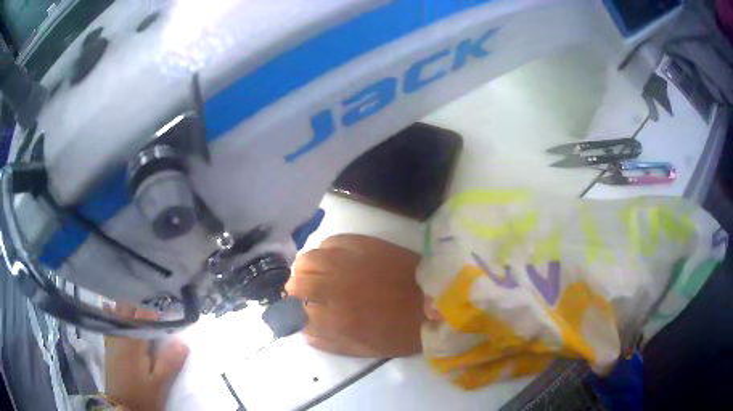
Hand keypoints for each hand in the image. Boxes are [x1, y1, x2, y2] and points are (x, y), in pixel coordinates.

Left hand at [104, 303, 188, 410]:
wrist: (122, 406)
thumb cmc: (142, 395)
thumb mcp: (160, 383)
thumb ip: (170, 362)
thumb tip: (182, 341)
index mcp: (132, 340)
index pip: (144, 314)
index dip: (157, 313)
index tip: (169, 317)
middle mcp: (119, 334)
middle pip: (127, 308)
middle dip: (141, 307)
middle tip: (156, 316)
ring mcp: (112, 338)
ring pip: (118, 312)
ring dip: (131, 311)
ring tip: (144, 318)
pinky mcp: (109, 346)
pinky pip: (114, 322)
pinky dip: (122, 318)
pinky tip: (129, 325)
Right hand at [286, 234, 424, 356]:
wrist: (432, 302)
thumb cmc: (398, 332)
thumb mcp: (360, 349)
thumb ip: (325, 341)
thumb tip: (302, 328)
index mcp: (333, 319)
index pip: (294, 312)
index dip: (294, 312)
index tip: (298, 312)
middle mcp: (333, 287)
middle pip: (296, 282)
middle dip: (294, 289)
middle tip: (303, 292)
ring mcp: (346, 262)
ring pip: (308, 258)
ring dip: (305, 268)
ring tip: (314, 273)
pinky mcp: (362, 243)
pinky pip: (330, 242)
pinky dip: (325, 251)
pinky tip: (333, 259)